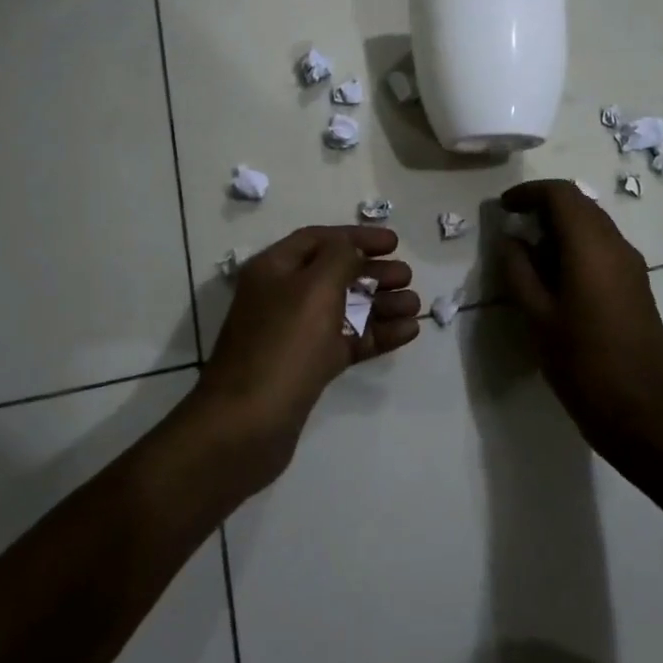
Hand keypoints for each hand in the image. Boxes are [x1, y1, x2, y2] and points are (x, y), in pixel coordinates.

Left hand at [192, 225, 418, 480]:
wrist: (247, 425)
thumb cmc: (282, 345)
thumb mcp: (314, 288)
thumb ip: (340, 258)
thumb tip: (352, 249)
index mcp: (274, 269)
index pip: (320, 239)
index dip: (357, 237)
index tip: (394, 242)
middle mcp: (282, 296)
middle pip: (335, 274)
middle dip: (373, 272)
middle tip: (407, 276)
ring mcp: (295, 334)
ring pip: (345, 309)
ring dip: (381, 304)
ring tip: (416, 305)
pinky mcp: (308, 367)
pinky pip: (347, 341)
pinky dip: (376, 334)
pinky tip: (408, 332)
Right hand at [499, 181, 662, 463]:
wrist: (642, 415)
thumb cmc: (582, 365)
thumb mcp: (537, 317)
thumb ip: (519, 270)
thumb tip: (510, 239)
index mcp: (591, 247)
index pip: (561, 194)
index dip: (529, 192)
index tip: (503, 206)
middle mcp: (617, 246)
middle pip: (580, 205)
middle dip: (545, 207)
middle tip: (513, 226)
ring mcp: (633, 266)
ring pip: (594, 225)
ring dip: (562, 226)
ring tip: (530, 253)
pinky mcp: (639, 286)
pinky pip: (605, 247)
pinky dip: (578, 246)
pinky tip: (558, 276)